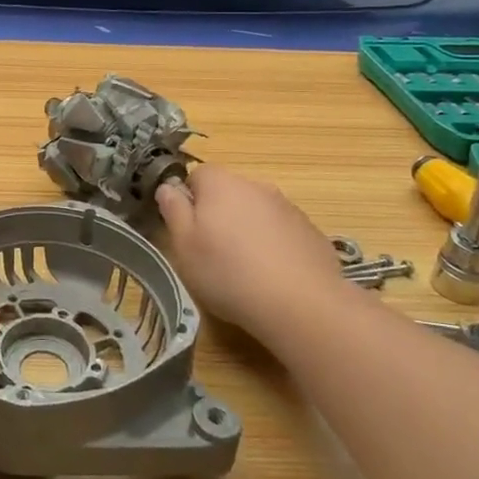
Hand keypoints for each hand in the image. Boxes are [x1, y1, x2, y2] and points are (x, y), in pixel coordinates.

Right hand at [156, 164, 349, 333]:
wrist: (301, 304)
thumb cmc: (228, 272)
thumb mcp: (184, 245)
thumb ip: (173, 210)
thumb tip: (168, 187)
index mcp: (221, 183)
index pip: (197, 175)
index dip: (189, 200)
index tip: (188, 230)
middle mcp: (256, 185)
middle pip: (229, 192)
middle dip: (219, 215)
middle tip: (212, 252)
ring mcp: (288, 207)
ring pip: (257, 212)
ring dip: (248, 230)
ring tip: (245, 269)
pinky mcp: (311, 232)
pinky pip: (282, 232)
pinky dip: (274, 246)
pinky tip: (273, 277)